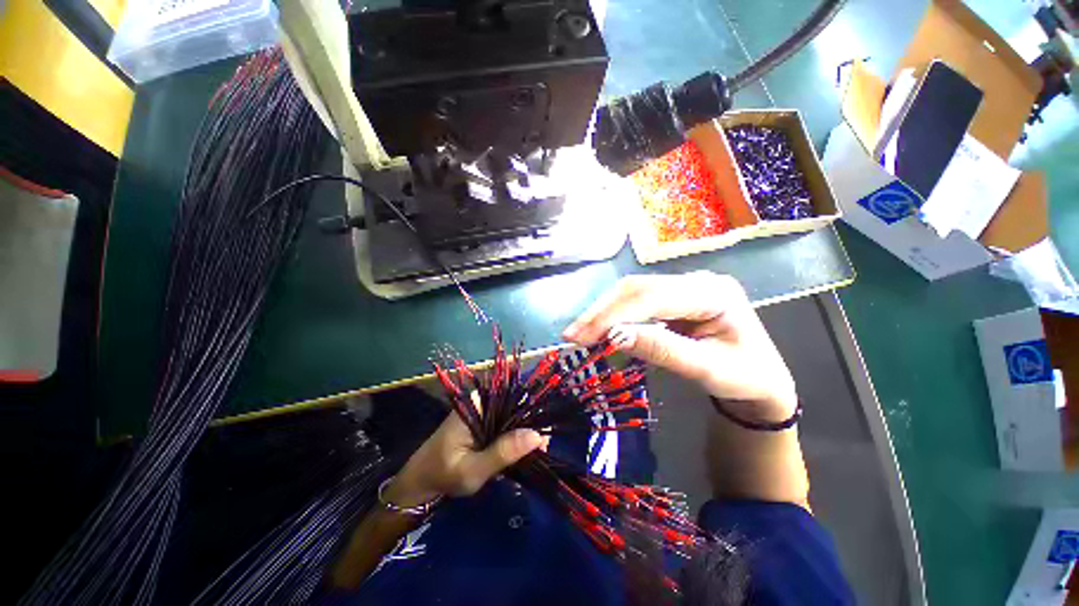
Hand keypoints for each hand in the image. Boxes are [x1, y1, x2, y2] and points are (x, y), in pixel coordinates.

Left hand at [386, 399, 544, 507]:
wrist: (420, 481)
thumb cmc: (443, 474)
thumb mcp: (473, 469)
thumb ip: (503, 452)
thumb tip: (537, 435)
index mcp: (477, 404)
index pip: (512, 397)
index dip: (531, 413)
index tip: (544, 435)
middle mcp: (481, 402)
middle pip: (514, 406)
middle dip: (530, 425)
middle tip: (543, 448)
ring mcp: (481, 412)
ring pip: (511, 416)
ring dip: (524, 432)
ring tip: (538, 451)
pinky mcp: (482, 422)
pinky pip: (504, 424)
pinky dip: (515, 436)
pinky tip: (524, 450)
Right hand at [562, 272, 796, 423]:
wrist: (762, 380)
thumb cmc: (746, 378)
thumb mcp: (708, 370)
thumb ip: (662, 351)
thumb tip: (615, 337)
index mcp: (713, 292)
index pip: (653, 297)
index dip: (615, 315)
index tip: (584, 336)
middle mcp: (694, 281)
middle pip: (637, 288)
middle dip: (601, 312)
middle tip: (572, 335)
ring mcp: (681, 288)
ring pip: (630, 292)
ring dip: (601, 312)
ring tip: (578, 333)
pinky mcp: (670, 300)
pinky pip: (634, 303)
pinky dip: (611, 316)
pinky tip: (597, 329)